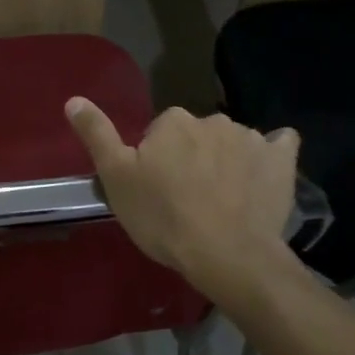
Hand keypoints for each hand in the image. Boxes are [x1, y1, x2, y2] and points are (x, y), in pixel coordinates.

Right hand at [66, 99, 297, 301]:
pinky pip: (279, 146)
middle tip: (186, 198)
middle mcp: (213, 119)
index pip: (160, 132)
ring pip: (232, 142)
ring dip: (226, 160)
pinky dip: (271, 156)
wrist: (227, 255)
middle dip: (192, 158)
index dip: (156, 160)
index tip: (156, 189)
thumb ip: (97, 134)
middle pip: (197, 135)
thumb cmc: (164, 217)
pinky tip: (264, 175)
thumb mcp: (116, 178)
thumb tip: (73, 99)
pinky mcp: (282, 160)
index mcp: (173, 121)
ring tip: (222, 201)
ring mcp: (252, 138)